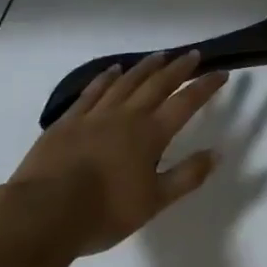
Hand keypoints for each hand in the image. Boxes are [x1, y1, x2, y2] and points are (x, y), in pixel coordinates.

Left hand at [10, 51, 228, 256]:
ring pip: (126, 82)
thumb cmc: (104, 212)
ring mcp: (95, 115)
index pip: (185, 103)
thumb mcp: (153, 202)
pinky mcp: (69, 121)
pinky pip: (93, 91)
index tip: (221, 72)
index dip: (205, 86)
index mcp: (150, 135)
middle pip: (157, 84)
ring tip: (160, 55)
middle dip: (179, 69)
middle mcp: (127, 116)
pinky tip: (113, 70)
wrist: (45, 212)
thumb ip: (186, 177)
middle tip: (193, 54)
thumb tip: (217, 153)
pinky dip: (106, 78)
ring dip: (145, 67)